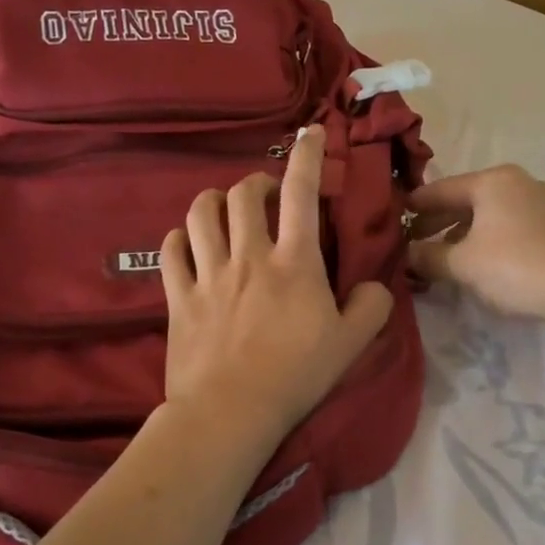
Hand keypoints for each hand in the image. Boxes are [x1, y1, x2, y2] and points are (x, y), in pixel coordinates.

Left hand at [160, 125, 393, 447]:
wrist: (231, 411)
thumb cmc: (296, 376)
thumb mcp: (351, 344)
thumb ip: (371, 307)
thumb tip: (375, 285)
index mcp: (294, 262)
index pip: (300, 193)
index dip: (307, 156)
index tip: (310, 133)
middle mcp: (249, 256)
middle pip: (242, 195)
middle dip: (255, 183)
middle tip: (265, 195)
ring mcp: (209, 274)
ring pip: (200, 214)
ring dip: (212, 201)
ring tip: (223, 208)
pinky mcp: (179, 297)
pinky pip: (170, 252)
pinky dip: (178, 238)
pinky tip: (186, 241)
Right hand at [407, 165, 544, 321]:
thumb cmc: (516, 267)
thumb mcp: (462, 264)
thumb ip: (429, 256)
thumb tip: (408, 253)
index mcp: (492, 181)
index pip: (440, 189)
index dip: (414, 205)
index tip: (393, 218)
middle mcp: (517, 183)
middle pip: (466, 200)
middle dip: (438, 223)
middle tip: (413, 243)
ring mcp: (542, 203)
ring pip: (489, 216)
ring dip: (463, 235)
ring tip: (443, 258)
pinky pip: (509, 228)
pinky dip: (488, 241)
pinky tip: (480, 264)